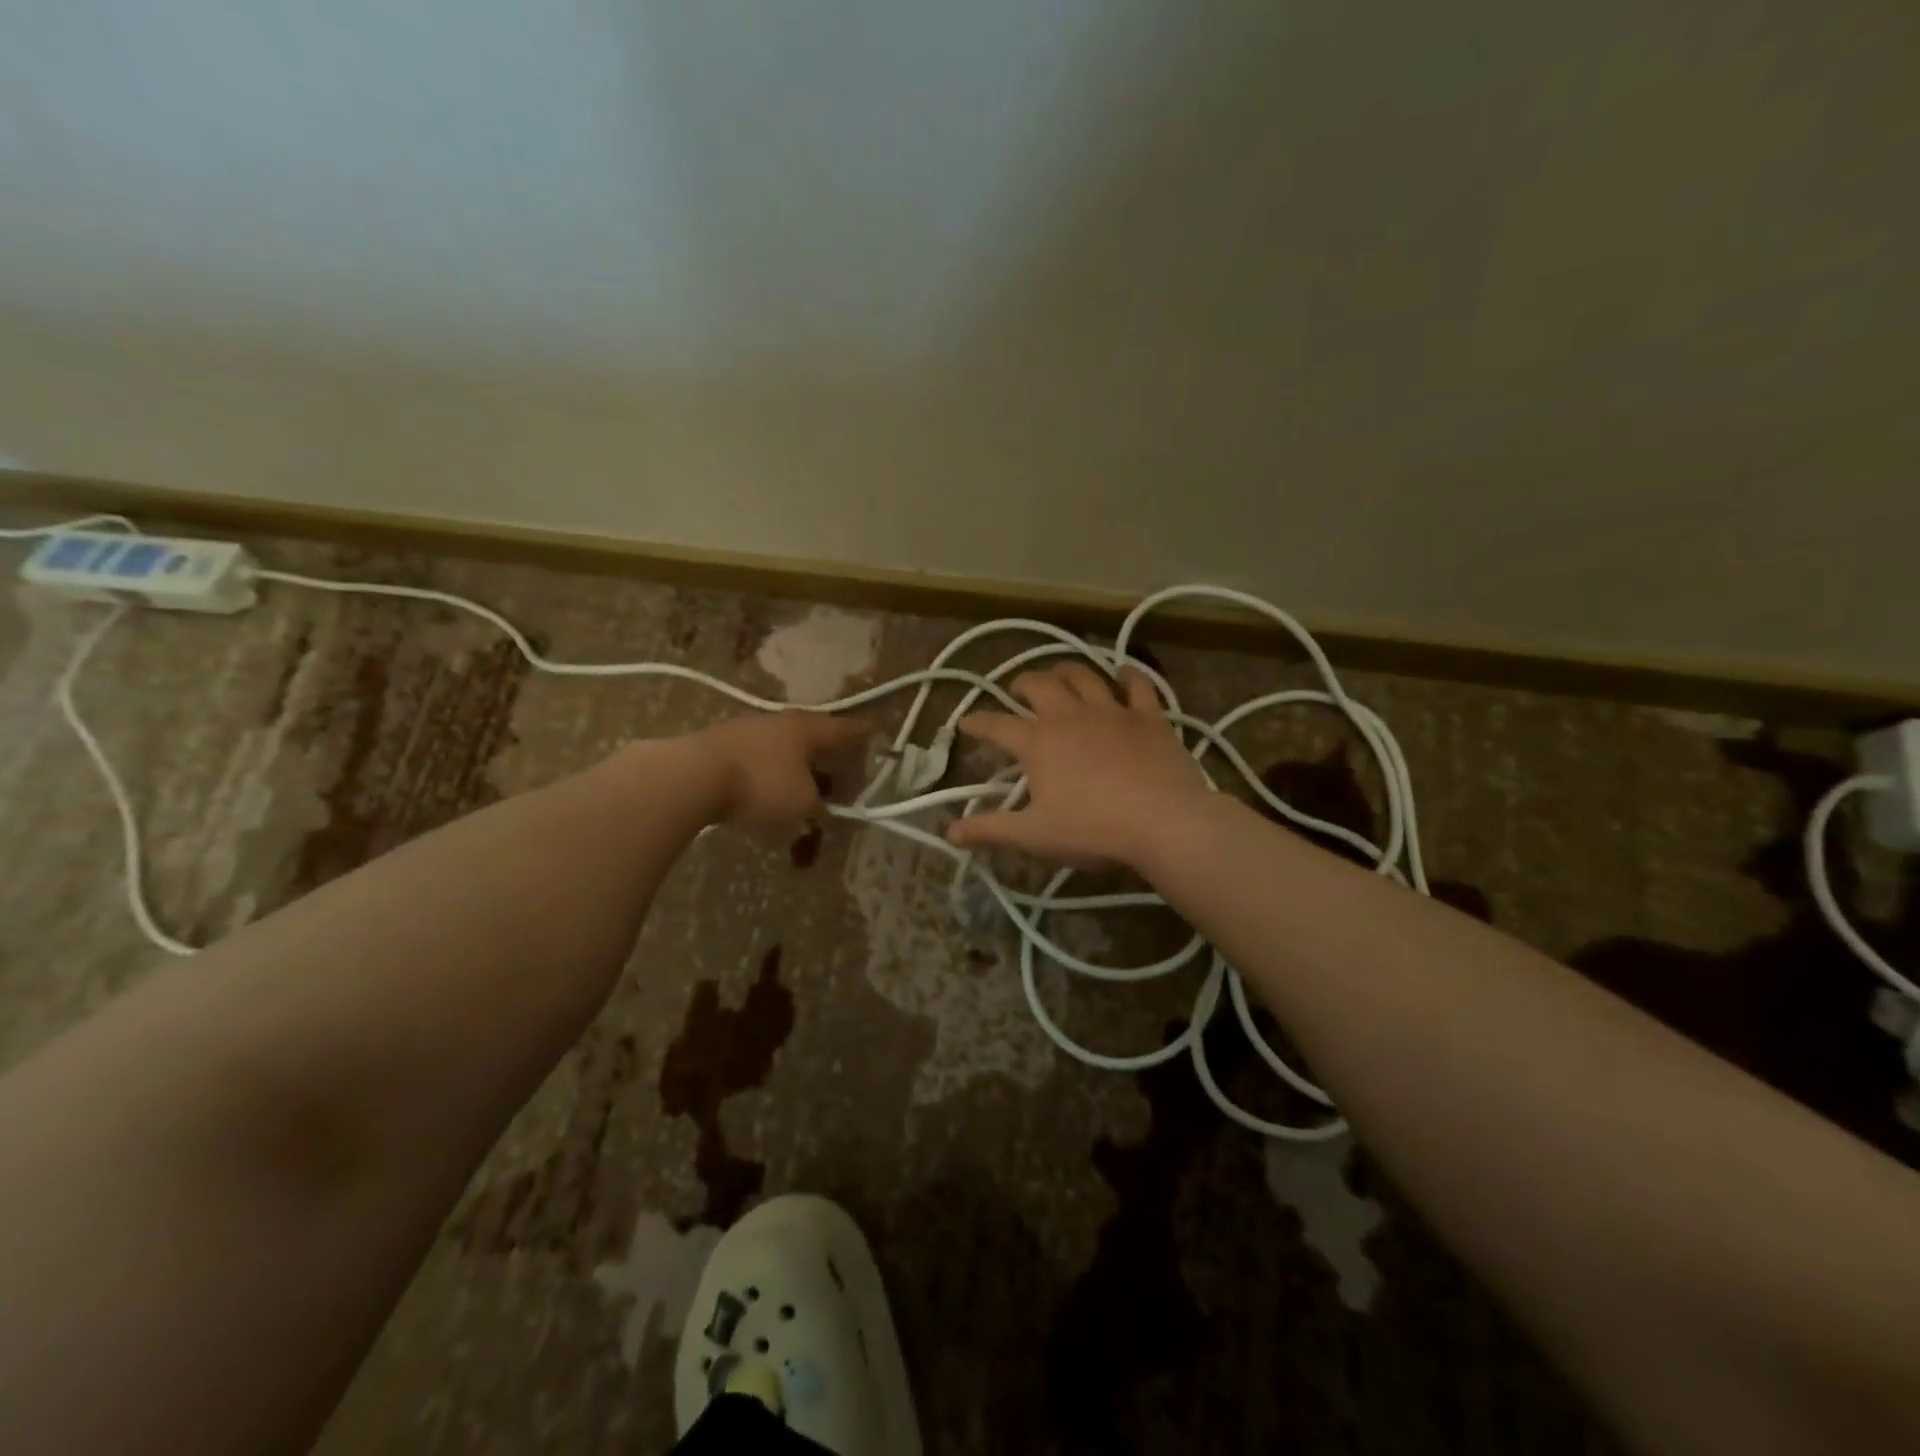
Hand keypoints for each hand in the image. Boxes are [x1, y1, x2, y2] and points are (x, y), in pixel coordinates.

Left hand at [687, 712, 870, 824]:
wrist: (692, 776)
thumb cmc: (761, 785)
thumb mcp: (803, 803)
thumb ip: (820, 806)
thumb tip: (823, 808)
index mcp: (809, 729)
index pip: (847, 729)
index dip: (864, 735)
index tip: (877, 735)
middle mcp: (782, 722)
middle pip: (815, 738)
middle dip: (829, 759)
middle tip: (841, 778)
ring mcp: (748, 730)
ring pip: (785, 749)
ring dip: (798, 770)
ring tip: (804, 793)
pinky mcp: (722, 745)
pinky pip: (759, 760)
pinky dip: (771, 775)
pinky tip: (767, 794)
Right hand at [947, 663, 1210, 868]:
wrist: (1164, 822)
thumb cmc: (1093, 830)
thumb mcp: (1034, 835)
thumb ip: (990, 830)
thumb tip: (950, 832)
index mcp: (1038, 742)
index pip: (996, 725)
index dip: (977, 723)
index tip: (965, 722)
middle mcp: (1070, 716)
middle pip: (1039, 685)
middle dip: (1022, 682)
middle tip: (1017, 688)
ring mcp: (1112, 711)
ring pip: (1083, 675)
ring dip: (1066, 670)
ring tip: (1059, 674)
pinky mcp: (1149, 716)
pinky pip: (1137, 685)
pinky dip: (1127, 676)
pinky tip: (1122, 675)